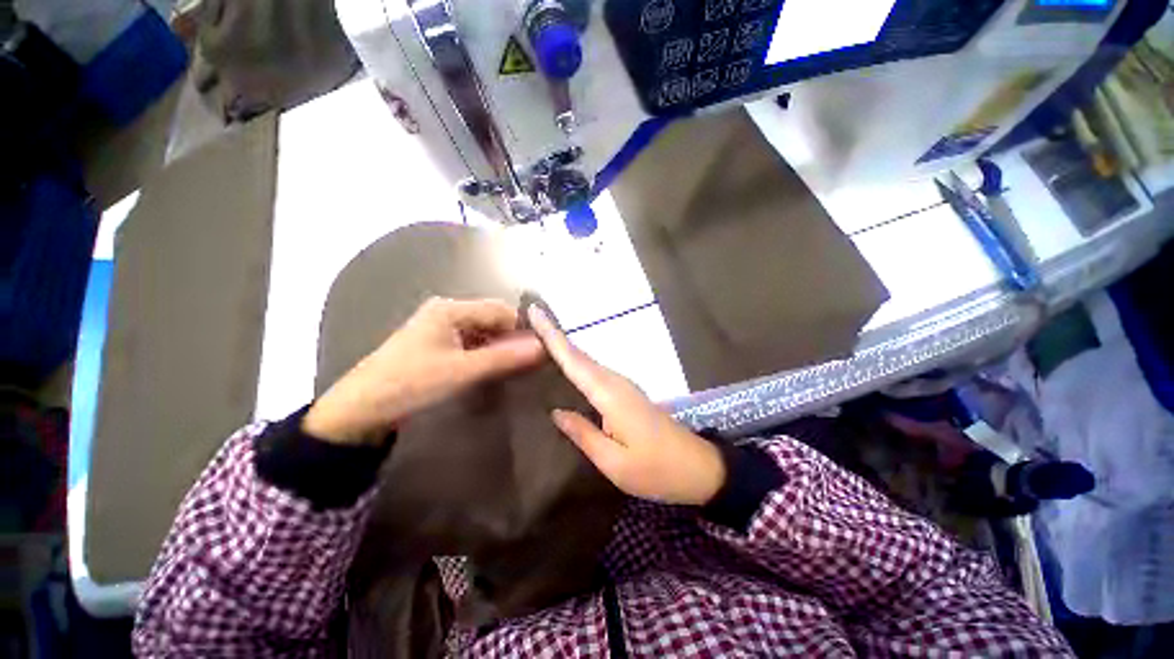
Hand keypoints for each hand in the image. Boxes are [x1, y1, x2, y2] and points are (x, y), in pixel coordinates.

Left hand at [304, 298, 543, 444]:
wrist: (360, 408)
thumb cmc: (412, 383)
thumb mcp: (463, 371)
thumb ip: (505, 357)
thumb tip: (544, 347)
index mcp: (452, 308)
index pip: (502, 310)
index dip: (522, 330)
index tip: (538, 354)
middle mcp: (448, 311)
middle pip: (493, 319)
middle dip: (511, 340)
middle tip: (526, 366)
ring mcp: (441, 327)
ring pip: (484, 332)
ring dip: (499, 349)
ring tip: (511, 370)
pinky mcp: (437, 344)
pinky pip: (471, 343)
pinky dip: (484, 354)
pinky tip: (489, 370)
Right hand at [528, 306, 725, 505]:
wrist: (698, 467)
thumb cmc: (656, 469)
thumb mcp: (614, 462)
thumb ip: (583, 434)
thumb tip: (556, 412)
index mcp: (609, 395)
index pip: (574, 360)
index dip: (552, 335)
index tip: (534, 311)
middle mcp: (615, 382)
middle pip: (579, 354)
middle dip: (554, 334)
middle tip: (530, 317)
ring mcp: (623, 385)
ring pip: (586, 360)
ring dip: (564, 346)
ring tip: (539, 335)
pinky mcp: (627, 393)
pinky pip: (594, 371)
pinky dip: (577, 361)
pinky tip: (565, 364)